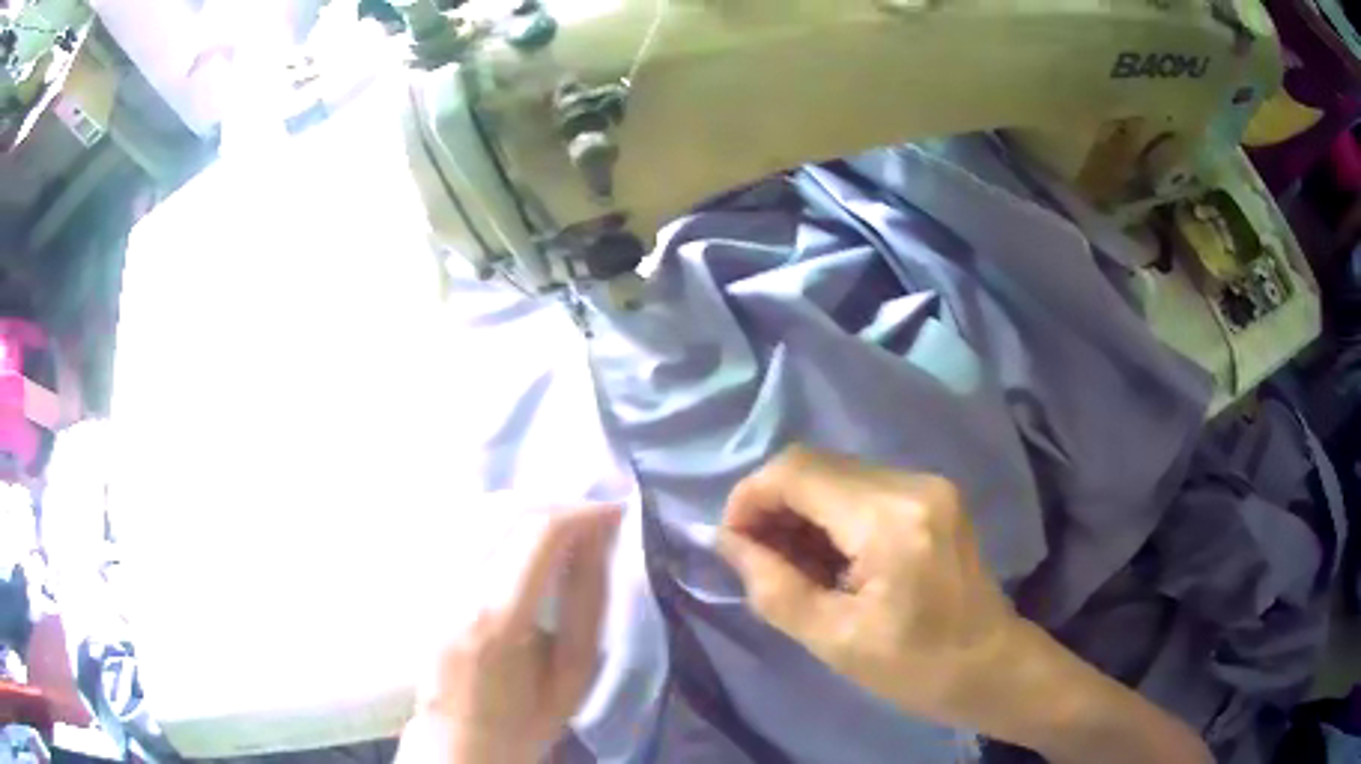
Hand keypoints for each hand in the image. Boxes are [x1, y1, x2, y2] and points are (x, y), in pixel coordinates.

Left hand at [397, 503, 620, 763]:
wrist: (460, 740)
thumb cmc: (526, 719)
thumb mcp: (573, 673)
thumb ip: (586, 602)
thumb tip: (600, 538)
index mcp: (499, 618)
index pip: (539, 532)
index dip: (582, 512)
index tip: (614, 512)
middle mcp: (458, 589)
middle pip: (507, 511)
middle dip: (558, 504)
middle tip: (592, 517)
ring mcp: (433, 583)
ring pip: (479, 512)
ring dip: (527, 506)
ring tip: (561, 523)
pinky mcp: (424, 584)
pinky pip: (460, 529)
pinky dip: (497, 517)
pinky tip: (519, 532)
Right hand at [718, 446, 1210, 763]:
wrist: (992, 667)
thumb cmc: (917, 668)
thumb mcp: (835, 640)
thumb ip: (774, 586)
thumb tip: (730, 542)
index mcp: (893, 520)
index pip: (799, 471)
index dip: (751, 496)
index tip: (731, 541)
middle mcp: (914, 483)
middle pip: (817, 464)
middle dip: (773, 503)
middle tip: (755, 556)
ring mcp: (929, 484)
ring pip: (837, 473)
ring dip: (801, 509)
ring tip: (788, 561)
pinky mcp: (934, 495)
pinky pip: (863, 487)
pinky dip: (831, 513)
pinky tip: (826, 555)